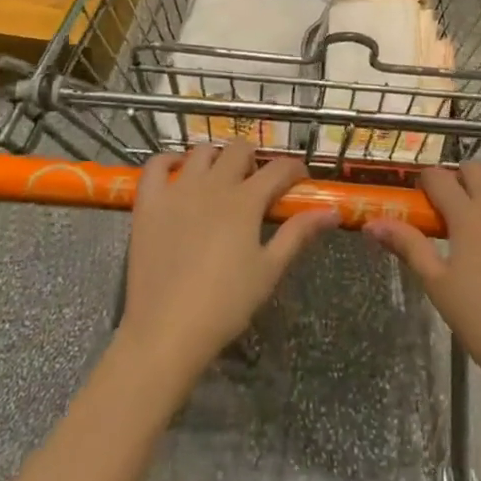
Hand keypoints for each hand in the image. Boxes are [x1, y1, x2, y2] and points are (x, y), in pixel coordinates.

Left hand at [118, 141, 338, 383]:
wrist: (166, 331)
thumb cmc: (225, 304)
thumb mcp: (269, 270)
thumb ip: (298, 234)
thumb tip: (331, 212)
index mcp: (246, 201)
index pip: (279, 168)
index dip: (294, 170)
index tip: (300, 181)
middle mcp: (213, 184)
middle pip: (239, 149)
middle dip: (254, 159)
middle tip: (256, 184)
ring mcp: (177, 190)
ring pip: (201, 151)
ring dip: (216, 158)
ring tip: (219, 180)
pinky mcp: (149, 202)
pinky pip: (155, 165)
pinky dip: (168, 162)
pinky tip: (178, 174)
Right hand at [366, 163, 480, 399]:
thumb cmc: (478, 318)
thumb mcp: (435, 282)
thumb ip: (407, 245)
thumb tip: (371, 223)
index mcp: (466, 214)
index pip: (439, 177)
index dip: (427, 182)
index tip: (424, 198)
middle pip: (475, 168)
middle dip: (461, 177)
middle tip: (456, 205)